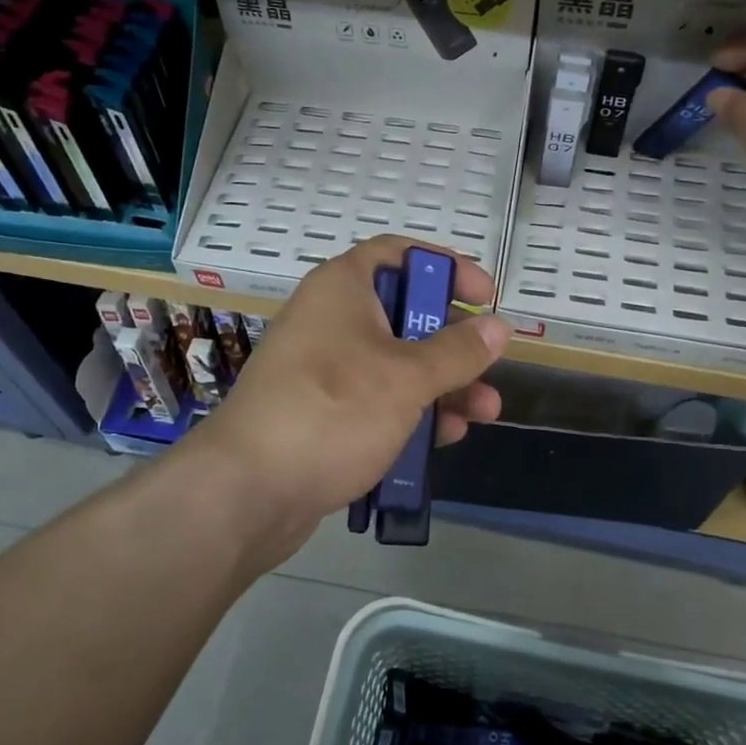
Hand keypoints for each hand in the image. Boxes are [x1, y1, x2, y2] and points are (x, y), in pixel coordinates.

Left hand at [187, 236, 509, 567]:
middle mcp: (331, 320)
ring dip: (442, 385)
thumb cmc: (333, 411)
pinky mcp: (321, 413)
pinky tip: (445, 438)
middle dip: (453, 342)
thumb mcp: (407, 378)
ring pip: (395, 364)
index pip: (399, 254)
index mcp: (343, 288)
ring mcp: (323, 370)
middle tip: (488, 363)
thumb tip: (498, 326)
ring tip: (484, 413)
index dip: (446, 267)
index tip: (484, 296)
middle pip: (404, 314)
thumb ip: (458, 351)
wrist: (247, 490)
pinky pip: (376, 400)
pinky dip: (411, 412)